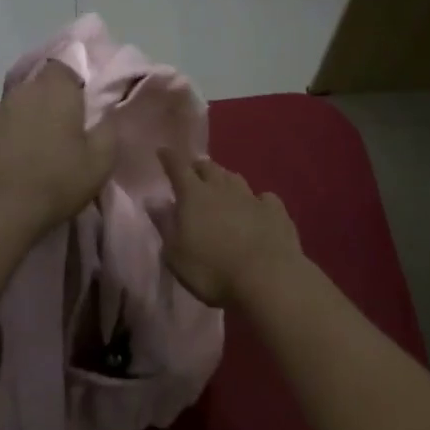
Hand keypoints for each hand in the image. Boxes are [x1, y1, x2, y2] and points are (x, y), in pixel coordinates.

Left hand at [0, 62, 115, 236]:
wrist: (1, 211)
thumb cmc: (59, 181)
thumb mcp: (102, 161)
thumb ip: (109, 129)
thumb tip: (107, 113)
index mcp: (56, 90)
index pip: (63, 68)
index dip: (72, 85)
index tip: (79, 108)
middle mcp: (21, 92)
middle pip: (36, 86)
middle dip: (47, 102)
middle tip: (58, 131)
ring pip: (13, 107)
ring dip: (22, 120)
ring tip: (30, 149)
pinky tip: (5, 162)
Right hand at [154, 150, 303, 306]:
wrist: (267, 278)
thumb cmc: (212, 270)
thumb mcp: (176, 254)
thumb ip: (165, 225)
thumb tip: (154, 200)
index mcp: (194, 195)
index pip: (178, 167)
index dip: (169, 158)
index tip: (163, 151)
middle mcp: (222, 188)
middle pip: (208, 168)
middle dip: (198, 167)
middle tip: (193, 171)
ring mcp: (251, 197)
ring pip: (235, 178)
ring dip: (225, 179)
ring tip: (221, 185)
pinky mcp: (276, 211)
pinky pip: (264, 197)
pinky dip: (257, 200)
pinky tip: (258, 207)